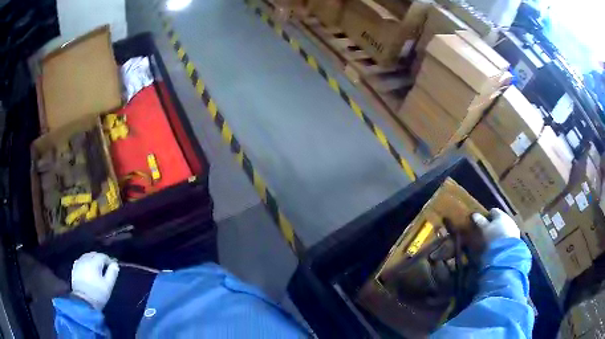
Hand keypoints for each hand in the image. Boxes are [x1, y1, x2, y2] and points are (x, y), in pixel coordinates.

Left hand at [71, 252, 119, 309]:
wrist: (83, 302)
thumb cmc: (97, 294)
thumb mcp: (108, 286)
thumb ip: (112, 274)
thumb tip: (115, 265)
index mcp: (93, 262)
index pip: (102, 256)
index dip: (109, 260)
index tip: (114, 266)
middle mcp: (85, 259)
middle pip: (93, 255)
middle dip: (100, 258)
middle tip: (106, 266)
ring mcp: (78, 264)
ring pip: (86, 257)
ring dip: (92, 260)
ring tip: (97, 267)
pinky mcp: (74, 269)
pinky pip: (81, 261)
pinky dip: (86, 263)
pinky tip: (88, 269)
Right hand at [472, 208, 519, 242]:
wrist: (507, 252)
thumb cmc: (493, 238)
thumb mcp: (484, 230)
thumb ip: (480, 221)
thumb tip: (474, 214)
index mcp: (500, 214)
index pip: (493, 210)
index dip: (487, 216)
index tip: (482, 222)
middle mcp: (508, 218)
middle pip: (500, 218)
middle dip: (495, 223)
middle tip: (488, 231)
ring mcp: (514, 227)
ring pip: (506, 226)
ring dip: (501, 230)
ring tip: (495, 239)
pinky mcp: (517, 237)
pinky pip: (509, 234)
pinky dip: (505, 237)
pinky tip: (501, 244)